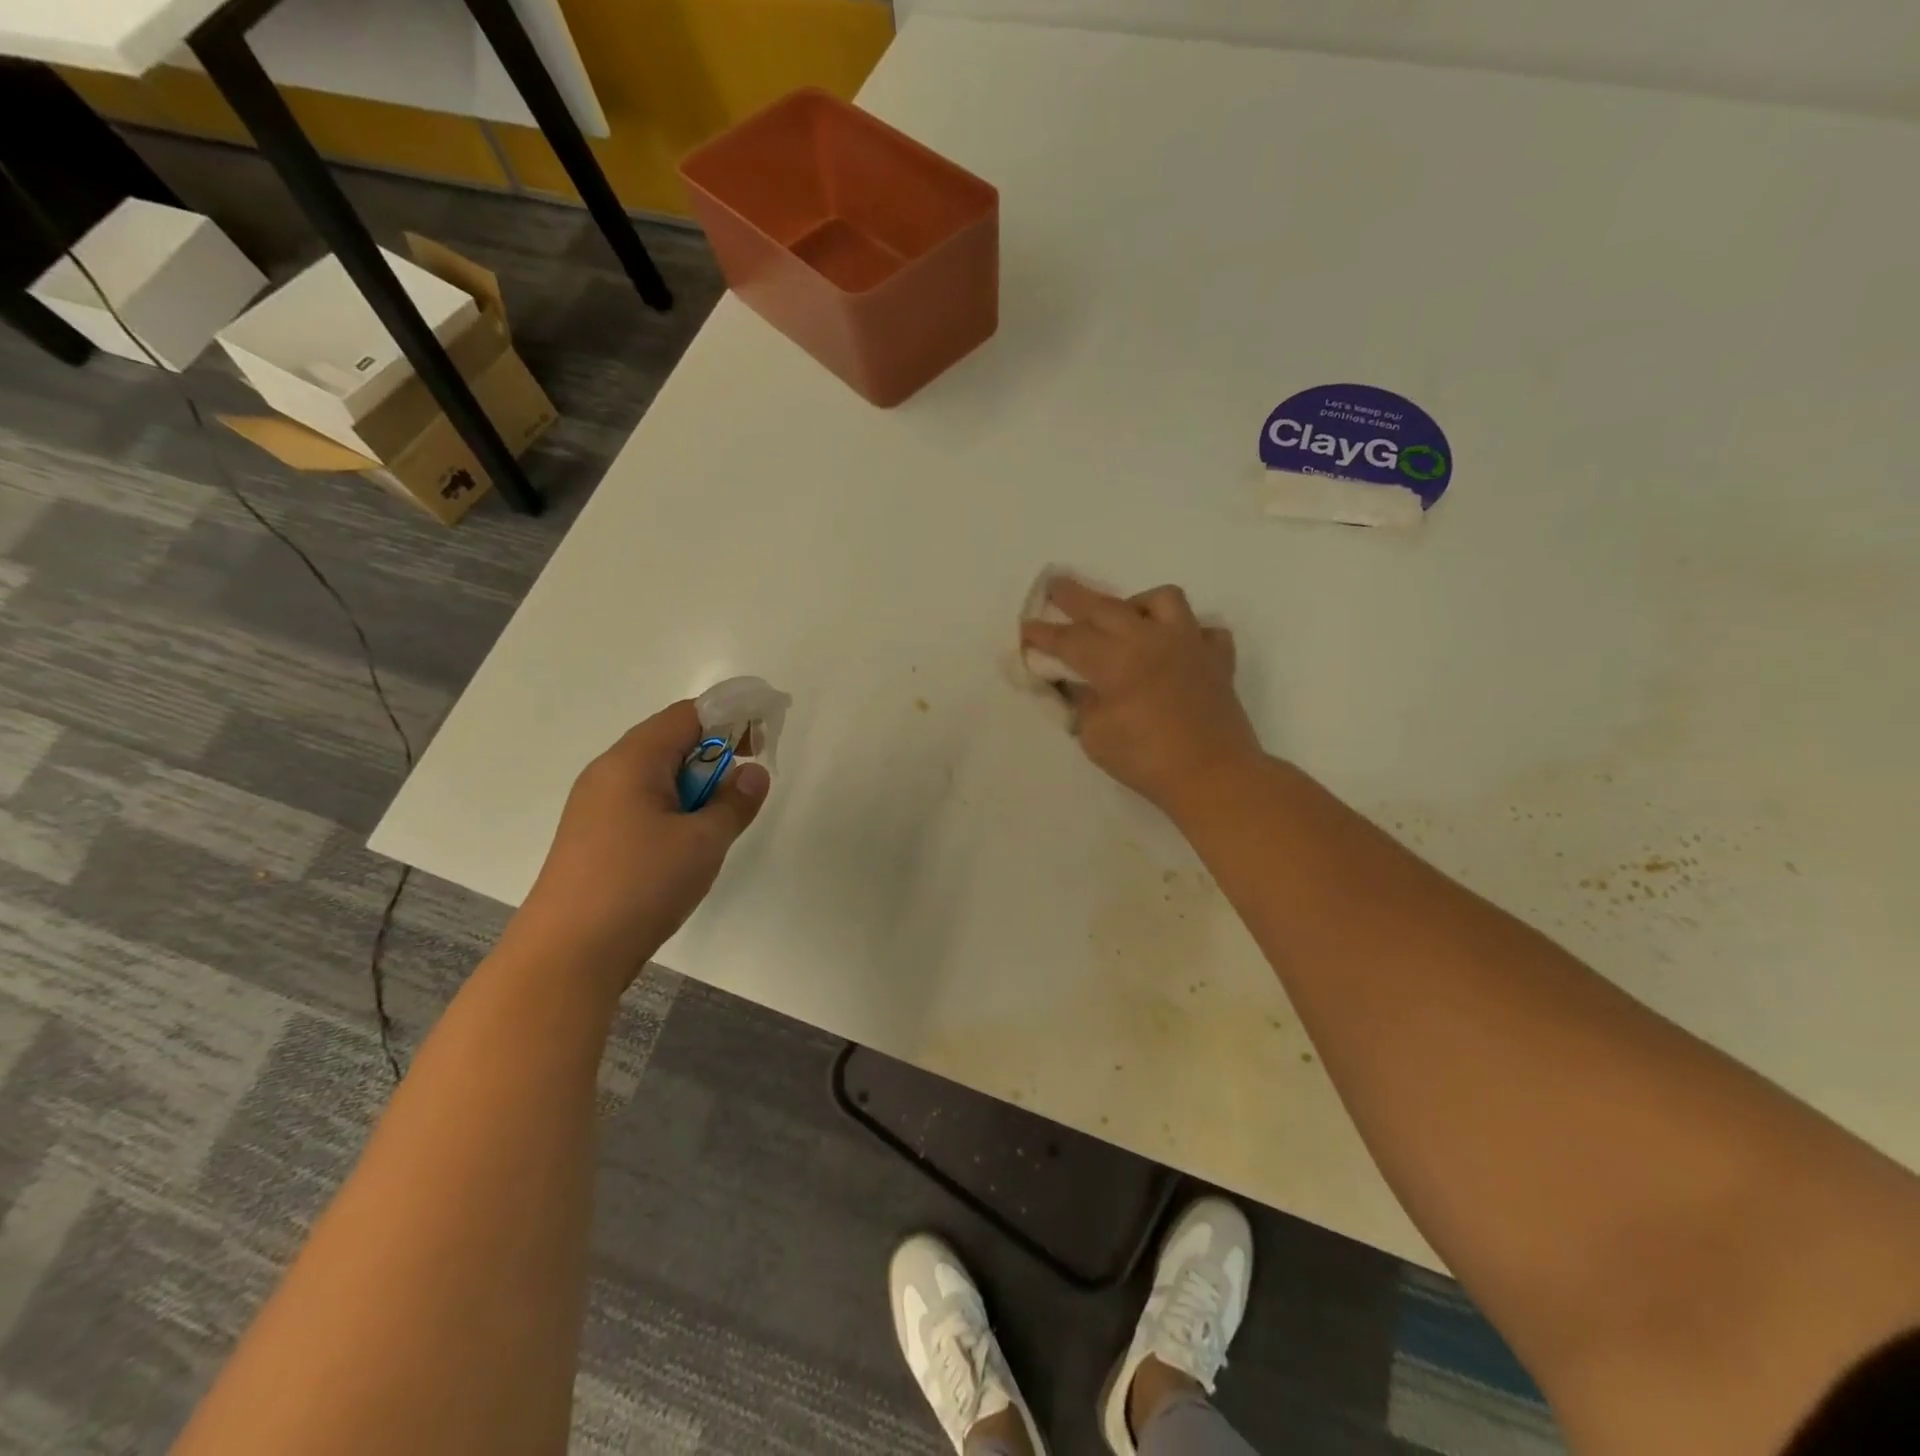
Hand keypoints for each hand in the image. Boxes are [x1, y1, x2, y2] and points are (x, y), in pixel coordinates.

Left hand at [508, 700, 770, 985]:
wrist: (568, 954)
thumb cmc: (640, 885)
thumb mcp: (703, 842)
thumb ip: (735, 803)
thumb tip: (753, 774)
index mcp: (633, 761)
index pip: (687, 715)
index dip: (730, 717)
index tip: (764, 739)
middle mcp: (608, 773)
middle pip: (670, 741)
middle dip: (715, 752)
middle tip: (749, 778)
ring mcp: (595, 806)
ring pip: (657, 775)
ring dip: (696, 784)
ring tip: (721, 816)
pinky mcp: (593, 837)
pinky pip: (642, 803)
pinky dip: (675, 807)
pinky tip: (688, 841)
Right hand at [1020, 577, 1263, 818]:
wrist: (1213, 776)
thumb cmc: (1146, 759)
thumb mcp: (1094, 737)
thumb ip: (1081, 703)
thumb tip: (1077, 686)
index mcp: (1116, 660)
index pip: (1069, 639)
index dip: (1043, 634)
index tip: (1025, 627)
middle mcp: (1151, 640)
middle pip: (1105, 607)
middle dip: (1075, 597)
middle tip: (1056, 585)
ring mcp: (1188, 644)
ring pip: (1162, 600)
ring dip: (1137, 603)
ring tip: (1127, 619)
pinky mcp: (1217, 660)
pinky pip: (1204, 631)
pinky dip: (1188, 634)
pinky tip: (1177, 649)